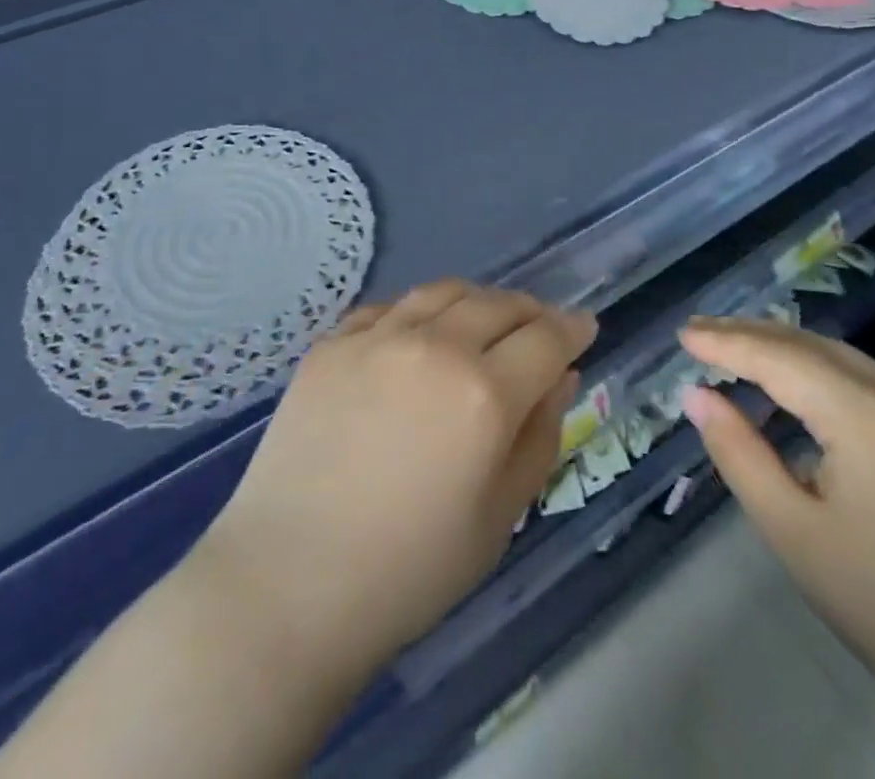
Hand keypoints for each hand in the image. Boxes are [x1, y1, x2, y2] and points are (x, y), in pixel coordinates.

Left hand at [201, 280, 597, 675]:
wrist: (289, 583)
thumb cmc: (409, 569)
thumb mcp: (499, 517)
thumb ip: (539, 437)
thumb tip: (561, 377)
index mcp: (484, 394)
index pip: (546, 338)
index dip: (572, 329)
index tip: (585, 327)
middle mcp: (434, 347)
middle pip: (498, 304)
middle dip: (530, 311)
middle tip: (540, 327)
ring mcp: (377, 338)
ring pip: (443, 292)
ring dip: (477, 300)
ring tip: (484, 320)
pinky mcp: (332, 343)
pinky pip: (389, 308)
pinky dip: (419, 312)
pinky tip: (419, 335)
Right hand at [676, 318, 874, 719]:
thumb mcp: (793, 532)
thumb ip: (739, 453)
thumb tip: (696, 395)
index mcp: (868, 417)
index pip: (780, 358)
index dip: (726, 343)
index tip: (682, 335)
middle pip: (810, 345)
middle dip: (750, 334)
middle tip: (697, 334)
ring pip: (836, 355)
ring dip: (780, 347)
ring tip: (729, 347)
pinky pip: (860, 376)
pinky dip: (813, 368)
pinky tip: (787, 379)